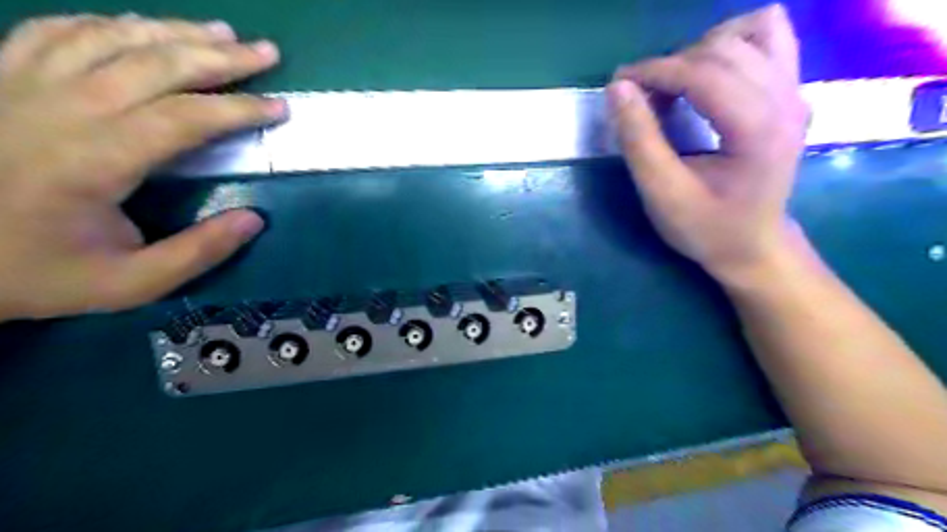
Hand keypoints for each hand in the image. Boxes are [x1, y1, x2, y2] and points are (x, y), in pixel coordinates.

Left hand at [1, 14, 283, 316]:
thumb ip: (197, 253)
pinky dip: (109, 24)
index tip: (280, 107)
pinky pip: (58, 31)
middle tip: (265, 52)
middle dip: (220, 56)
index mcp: (94, 161)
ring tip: (219, 32)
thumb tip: (254, 219)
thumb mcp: (130, 283)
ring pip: (110, 37)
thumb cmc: (37, 272)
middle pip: (154, 64)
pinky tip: (140, 28)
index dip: (239, 109)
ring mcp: (20, 84)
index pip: (185, 118)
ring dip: (174, 31)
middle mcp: (58, 109)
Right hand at [610, 5, 808, 286]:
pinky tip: (709, 74)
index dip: (656, 71)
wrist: (753, 246)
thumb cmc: (706, 227)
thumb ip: (639, 140)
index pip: (706, 73)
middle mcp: (787, 100)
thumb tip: (618, 88)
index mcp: (759, 130)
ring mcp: (796, 92)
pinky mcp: (793, 92)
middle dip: (672, 63)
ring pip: (753, 31)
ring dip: (702, 50)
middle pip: (726, 48)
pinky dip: (733, 44)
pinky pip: (771, 39)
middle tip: (640, 95)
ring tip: (674, 84)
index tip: (620, 83)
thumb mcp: (663, 193)